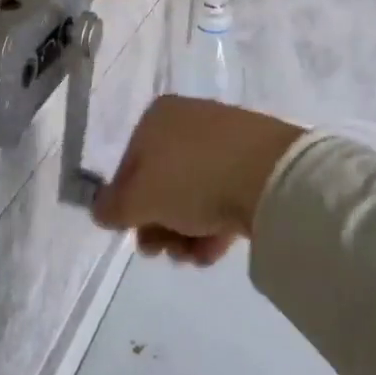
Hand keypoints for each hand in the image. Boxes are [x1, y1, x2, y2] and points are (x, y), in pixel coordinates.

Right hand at [93, 96, 303, 266]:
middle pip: (162, 181)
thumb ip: (112, 208)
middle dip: (157, 223)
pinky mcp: (258, 161)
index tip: (133, 234)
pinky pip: (225, 194)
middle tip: (161, 252)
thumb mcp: (139, 199)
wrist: (273, 176)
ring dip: (184, 230)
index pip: (129, 164)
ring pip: (194, 192)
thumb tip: (103, 212)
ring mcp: (227, 140)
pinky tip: (213, 251)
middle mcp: (190, 120)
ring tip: (191, 257)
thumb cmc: (193, 179)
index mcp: (158, 117)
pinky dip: (214, 224)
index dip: (126, 203)